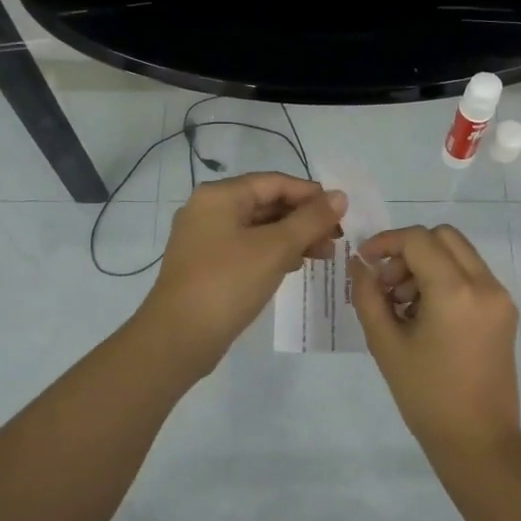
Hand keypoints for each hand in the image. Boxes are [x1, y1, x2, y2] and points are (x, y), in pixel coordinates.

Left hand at [140, 173, 345, 376]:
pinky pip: (247, 248)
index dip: (311, 194)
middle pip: (266, 203)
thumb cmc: (228, 283)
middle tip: (336, 238)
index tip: (341, 213)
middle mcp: (209, 210)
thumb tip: (341, 196)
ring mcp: (205, 239)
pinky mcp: (207, 265)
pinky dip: (273, 253)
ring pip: (258, 228)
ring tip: (324, 255)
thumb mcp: (275, 248)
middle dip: (304, 219)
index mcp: (220, 196)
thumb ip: (310, 220)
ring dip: (292, 237)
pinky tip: (295, 266)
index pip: (275, 182)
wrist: (178, 338)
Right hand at [350, 224, 520, 460]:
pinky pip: (472, 276)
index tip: (364, 263)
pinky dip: (446, 280)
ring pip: (459, 254)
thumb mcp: (385, 345)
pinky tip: (425, 316)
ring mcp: (500, 297)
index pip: (418, 240)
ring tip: (403, 306)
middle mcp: (485, 285)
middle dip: (409, 251)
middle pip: (443, 237)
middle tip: (387, 285)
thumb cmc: (426, 396)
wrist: (477, 440)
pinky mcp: (505, 312)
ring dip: (427, 265)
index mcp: (456, 291)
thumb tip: (359, 265)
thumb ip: (368, 296)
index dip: (386, 242)